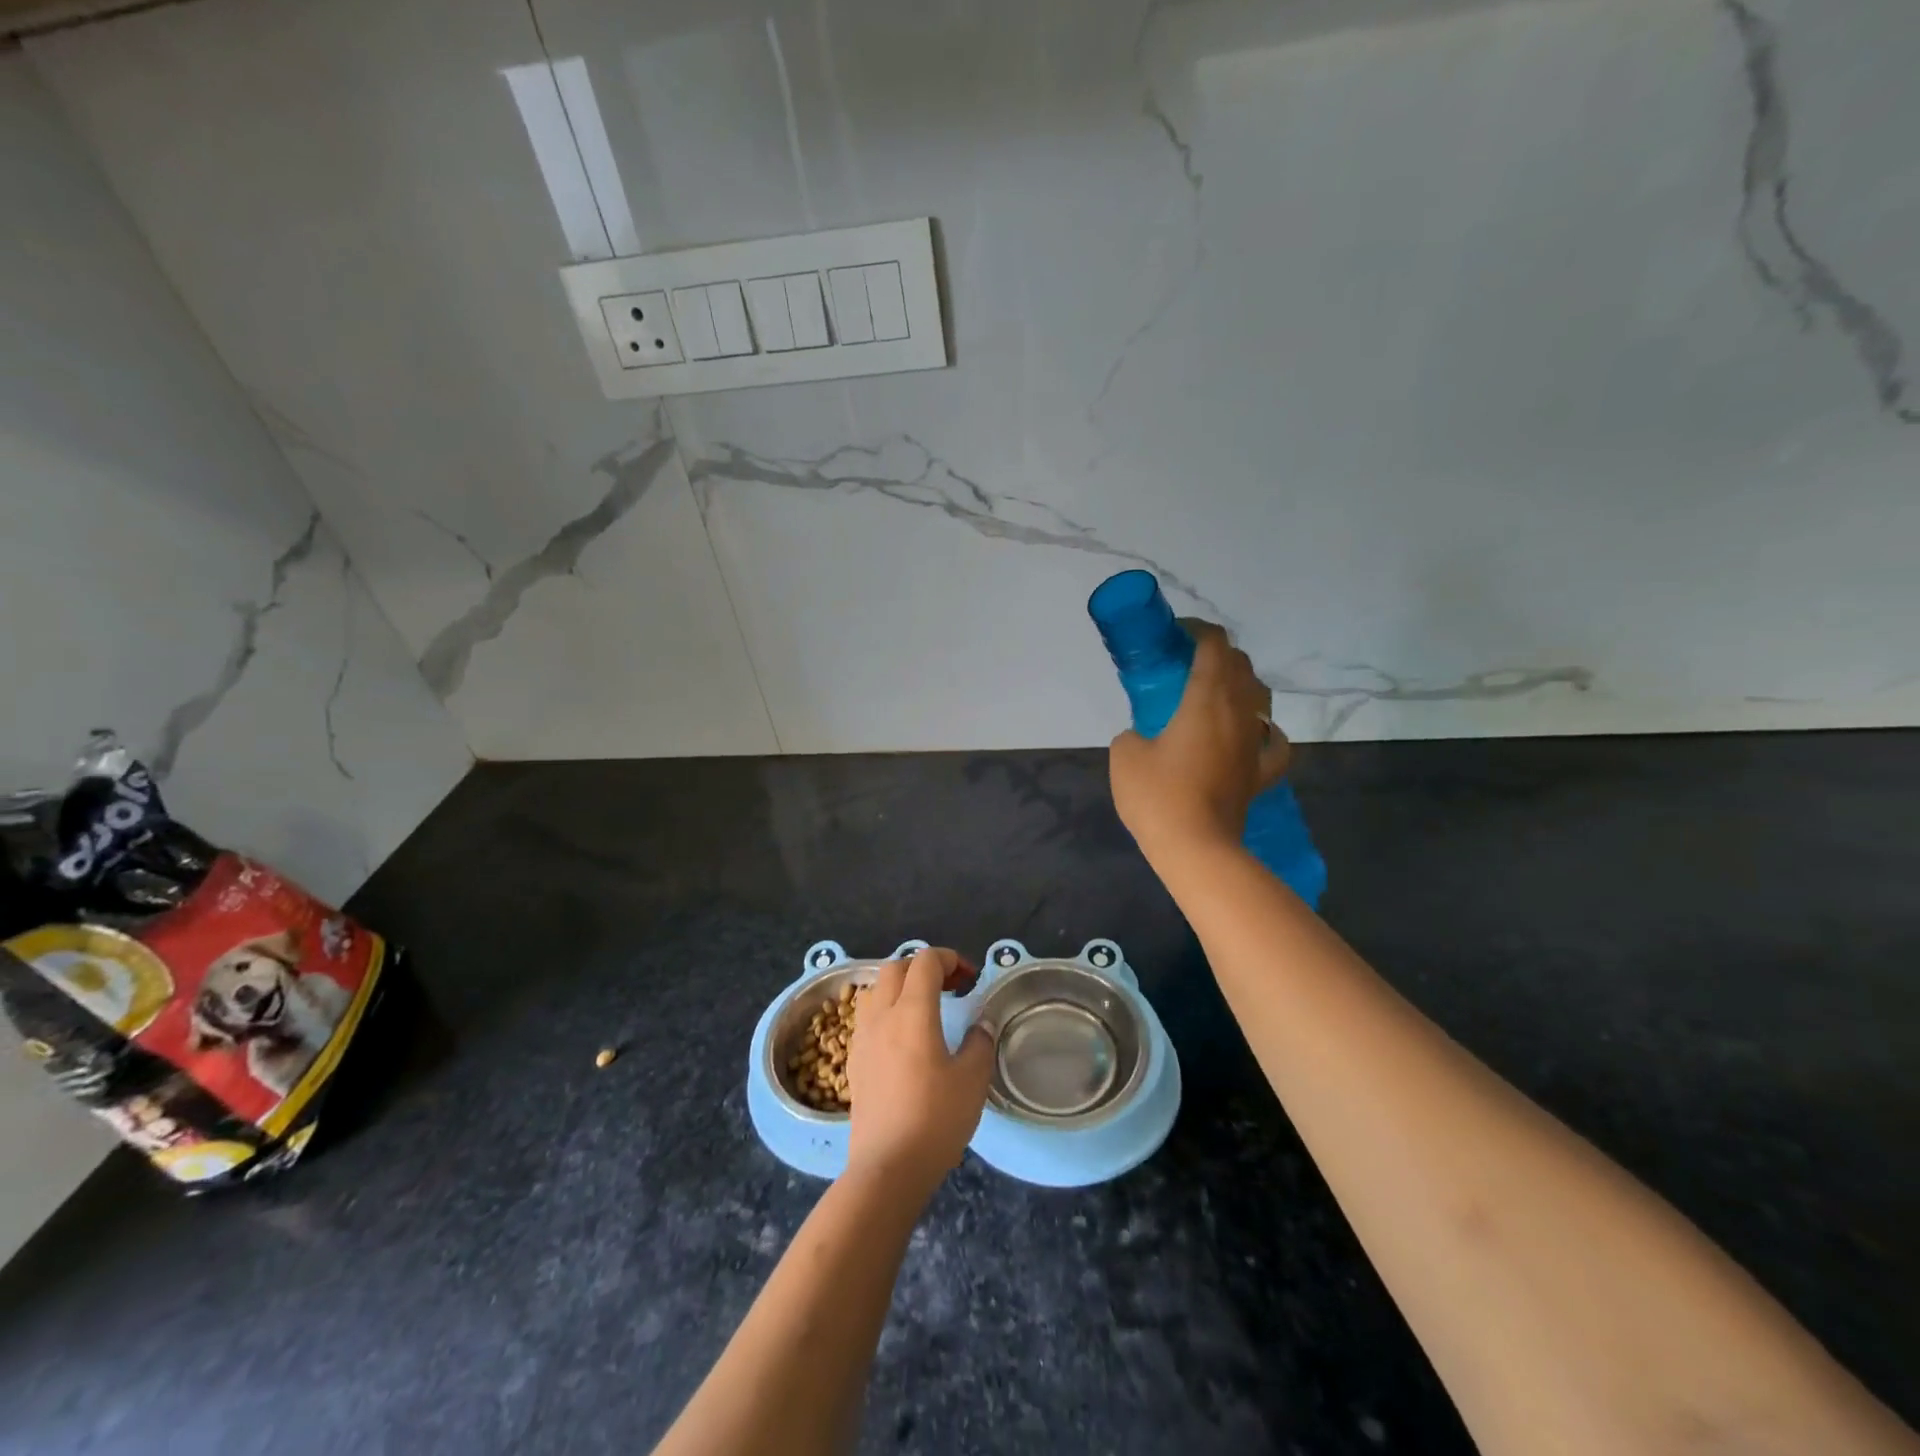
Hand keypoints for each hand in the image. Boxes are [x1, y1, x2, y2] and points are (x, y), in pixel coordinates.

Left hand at [847, 948, 992, 1196]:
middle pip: (896, 967)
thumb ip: (979, 1043)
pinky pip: (866, 1016)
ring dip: (900, 986)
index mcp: (912, 1011)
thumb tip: (979, 1025)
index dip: (950, 958)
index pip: (926, 960)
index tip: (970, 978)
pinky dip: (886, 1010)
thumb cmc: (935, 1119)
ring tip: (923, 1007)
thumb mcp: (973, 1080)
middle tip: (950, 987)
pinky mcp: (853, 1060)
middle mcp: (882, 1015)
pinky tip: (902, 1038)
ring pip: (875, 989)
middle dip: (924, 967)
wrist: (887, 1168)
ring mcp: (862, 1037)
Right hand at [1109, 620, 1291, 860]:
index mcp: (1207, 698)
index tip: (1175, 635)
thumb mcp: (1124, 755)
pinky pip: (1273, 744)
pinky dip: (1265, 731)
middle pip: (1240, 666)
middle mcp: (1239, 713)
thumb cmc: (1158, 795)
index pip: (1214, 645)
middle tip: (1186, 664)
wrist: (1195, 847)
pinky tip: (1255, 733)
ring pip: (1260, 698)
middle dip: (1217, 654)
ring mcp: (1253, 744)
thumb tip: (1143, 737)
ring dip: (1240, 685)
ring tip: (1216, 693)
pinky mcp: (1259, 773)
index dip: (1197, 631)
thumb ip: (1132, 734)